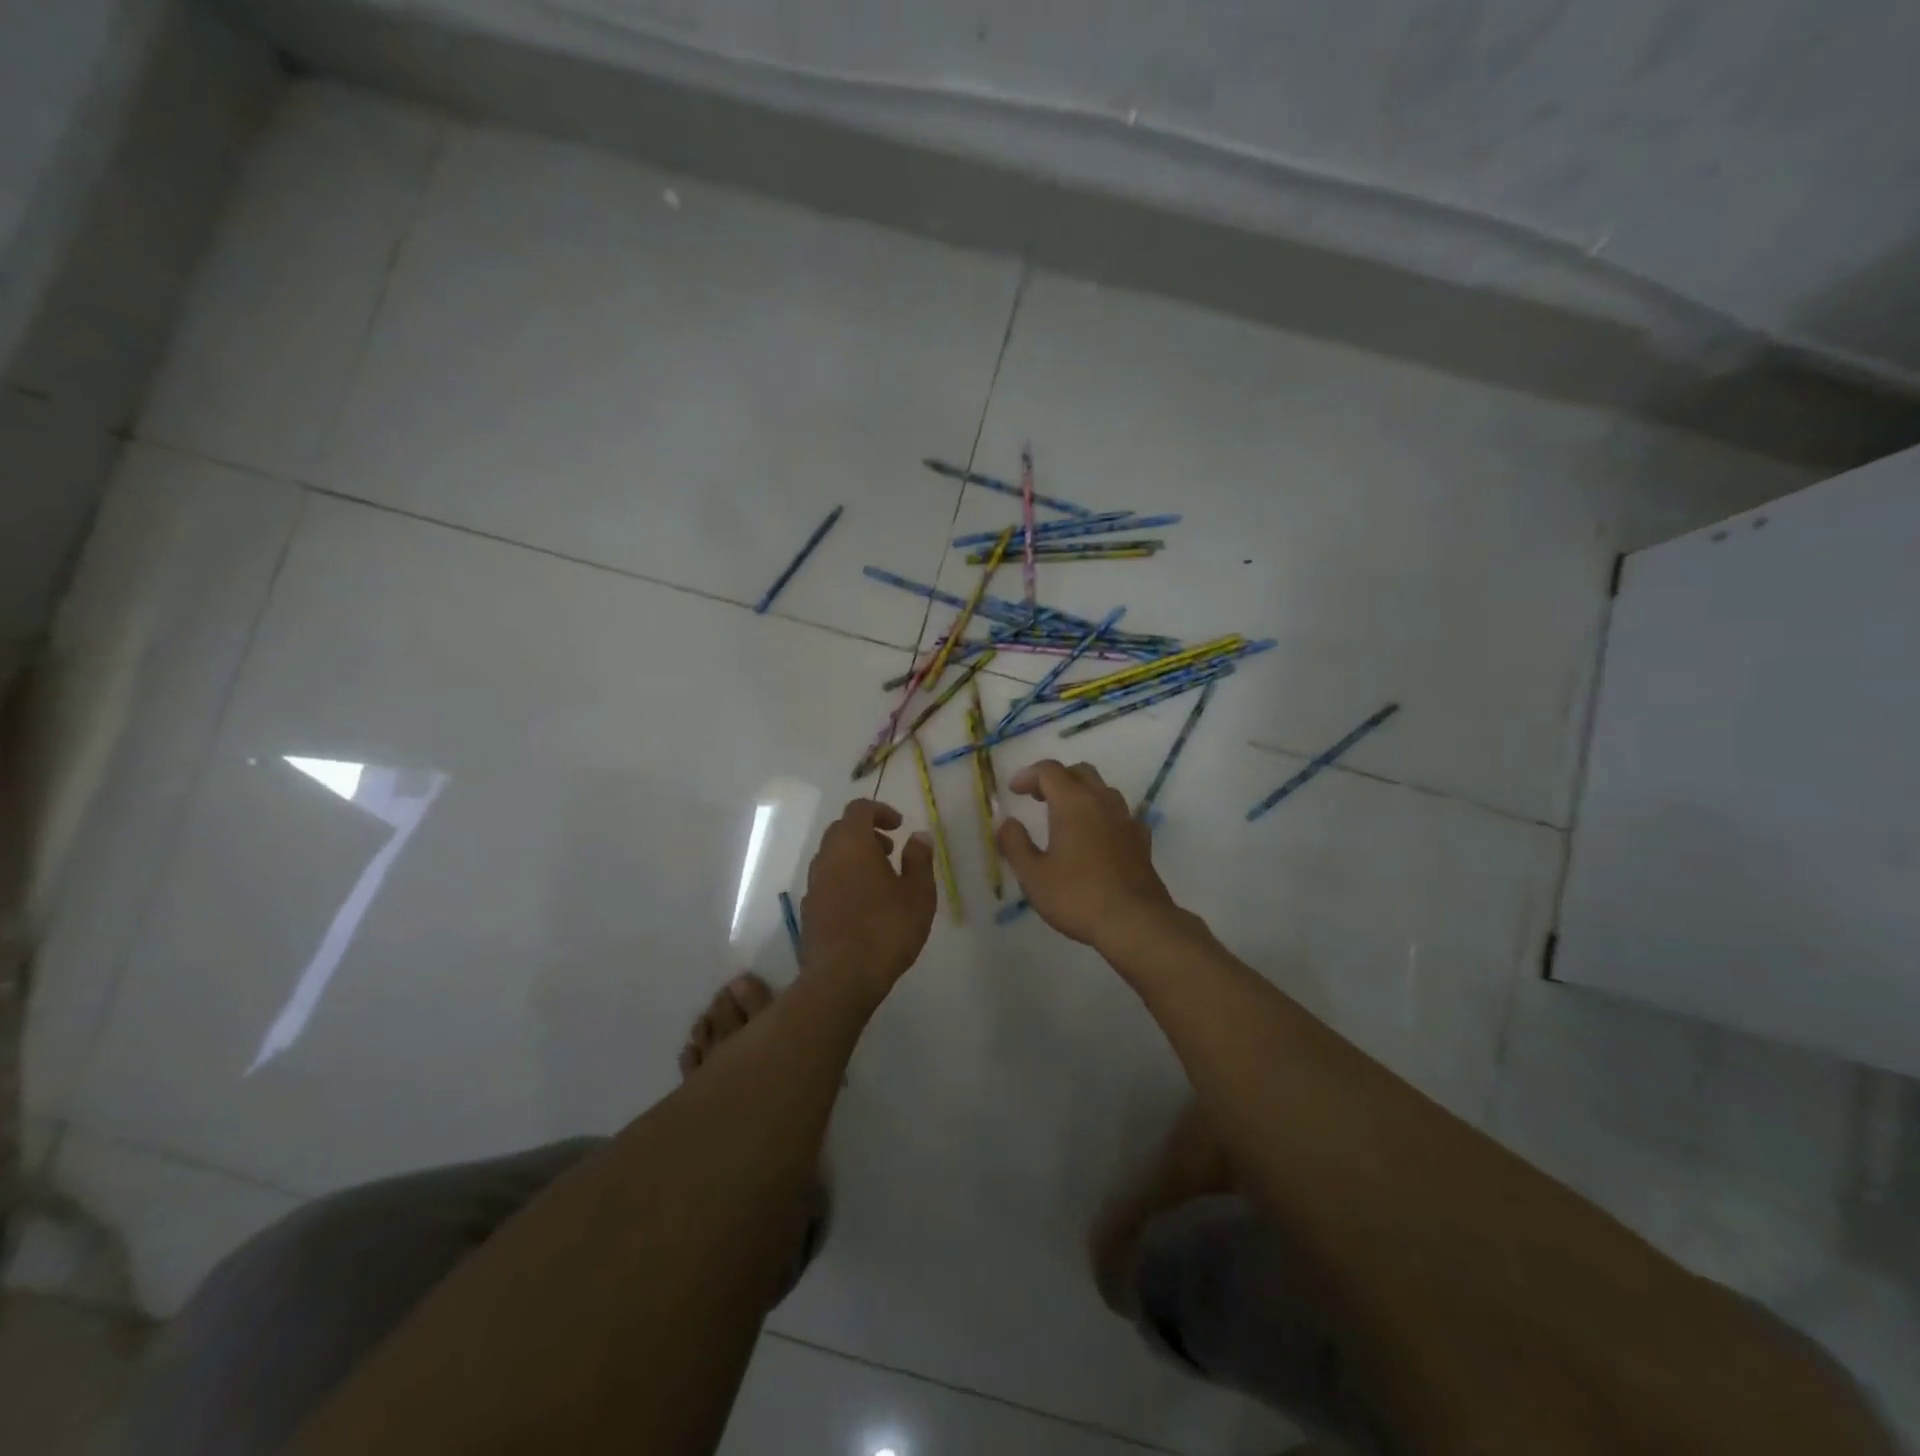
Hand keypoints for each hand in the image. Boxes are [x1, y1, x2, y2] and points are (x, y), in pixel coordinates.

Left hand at [801, 798, 936, 994]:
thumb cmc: (887, 928)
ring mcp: (813, 886)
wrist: (841, 978)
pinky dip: (844, 881)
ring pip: (831, 858)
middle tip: (891, 851)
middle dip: (866, 834)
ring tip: (881, 881)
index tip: (899, 826)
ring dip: (854, 858)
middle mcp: (826, 858)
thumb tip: (918, 836)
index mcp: (851, 844)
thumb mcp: (918, 892)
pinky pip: (826, 883)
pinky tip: (863, 906)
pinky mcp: (808, 912)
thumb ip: (919, 859)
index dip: (880, 811)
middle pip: (841, 831)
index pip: (858, 809)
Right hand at [996, 760, 1178, 949]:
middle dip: (1056, 778)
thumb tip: (1008, 823)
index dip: (1028, 775)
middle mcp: (1102, 802)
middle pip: (1080, 772)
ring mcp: (1126, 820)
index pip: (1049, 771)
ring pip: (1104, 790)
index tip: (1014, 791)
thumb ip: (1015, 843)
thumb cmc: (1077, 896)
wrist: (1134, 922)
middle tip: (1039, 798)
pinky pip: (1121, 815)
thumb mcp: (1033, 874)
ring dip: (1082, 794)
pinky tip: (1099, 835)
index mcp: (1073, 803)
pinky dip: (1104, 816)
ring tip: (1066, 816)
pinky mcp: (1142, 841)